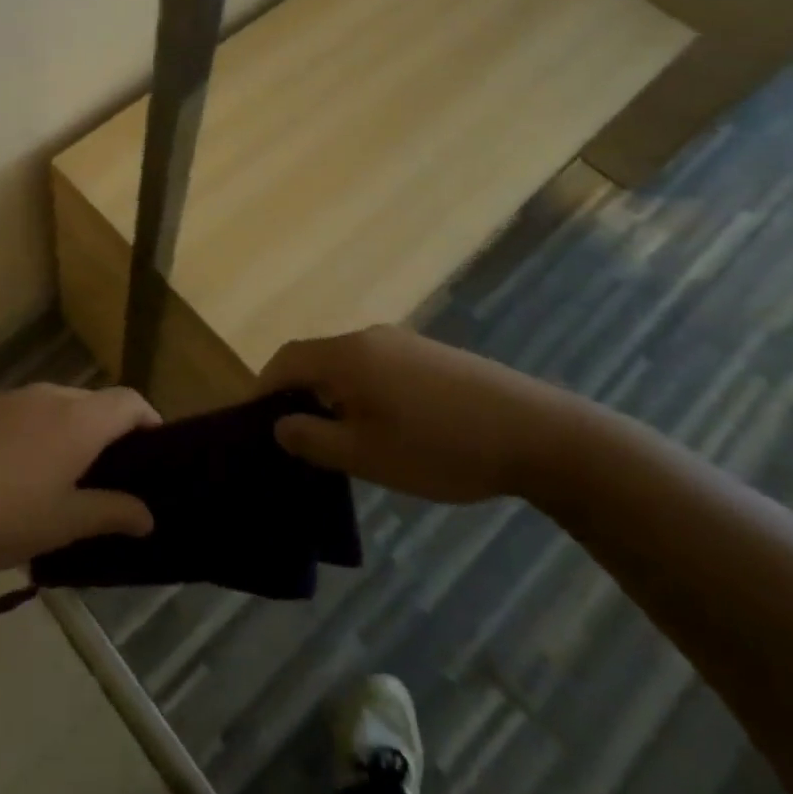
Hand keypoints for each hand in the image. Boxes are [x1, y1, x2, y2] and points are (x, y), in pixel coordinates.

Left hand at [0, 384, 159, 573]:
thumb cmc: (0, 513)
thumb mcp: (63, 524)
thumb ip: (112, 513)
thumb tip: (149, 515)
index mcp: (78, 419)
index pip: (129, 402)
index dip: (149, 421)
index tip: (155, 453)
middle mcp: (49, 396)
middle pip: (94, 403)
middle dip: (109, 433)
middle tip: (110, 477)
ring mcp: (10, 398)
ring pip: (57, 407)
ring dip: (70, 433)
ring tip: (63, 479)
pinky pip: (24, 414)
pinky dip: (37, 434)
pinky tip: (17, 474)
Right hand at [260, 326, 569, 503]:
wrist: (539, 434)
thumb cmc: (441, 447)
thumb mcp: (367, 455)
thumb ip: (314, 439)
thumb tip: (280, 424)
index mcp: (348, 355)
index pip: (286, 360)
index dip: (263, 388)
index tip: (252, 422)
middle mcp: (371, 338)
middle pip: (316, 358)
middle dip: (296, 393)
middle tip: (292, 435)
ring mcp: (405, 344)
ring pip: (348, 364)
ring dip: (330, 394)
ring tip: (335, 437)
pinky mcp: (432, 356)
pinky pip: (377, 368)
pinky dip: (360, 391)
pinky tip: (381, 426)